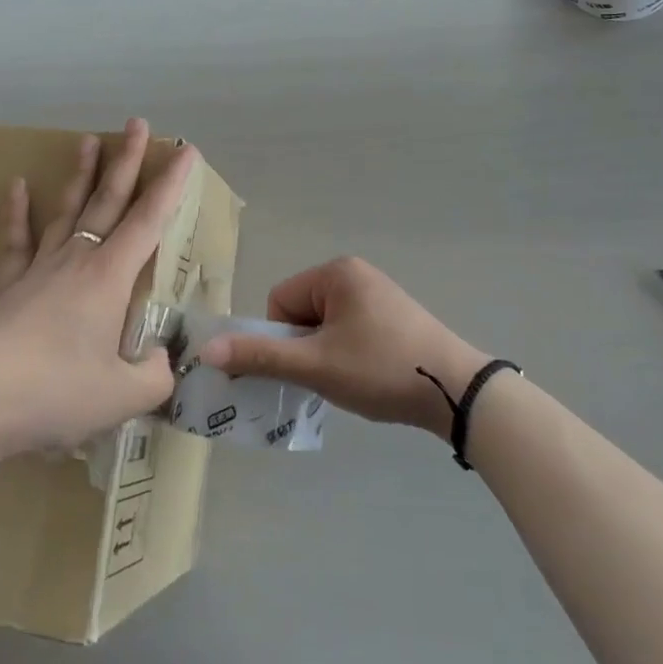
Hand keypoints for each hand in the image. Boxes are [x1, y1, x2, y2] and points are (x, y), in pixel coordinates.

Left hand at [0, 120, 192, 461]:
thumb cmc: (56, 394)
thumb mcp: (124, 395)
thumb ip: (156, 375)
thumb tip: (161, 361)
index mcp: (110, 277)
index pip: (149, 220)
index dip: (171, 185)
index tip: (186, 151)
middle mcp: (78, 260)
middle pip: (108, 200)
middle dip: (127, 161)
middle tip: (136, 124)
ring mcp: (40, 269)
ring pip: (67, 211)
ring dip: (81, 175)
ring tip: (88, 141)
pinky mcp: (9, 287)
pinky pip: (16, 241)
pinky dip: (17, 213)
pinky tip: (16, 186)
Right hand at [199, 257, 491, 440]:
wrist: (456, 390)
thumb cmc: (380, 369)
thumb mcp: (316, 365)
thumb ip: (260, 356)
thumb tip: (206, 350)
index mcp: (335, 272)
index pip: (280, 301)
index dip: (283, 339)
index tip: (307, 366)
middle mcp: (355, 273)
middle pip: (301, 312)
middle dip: (306, 348)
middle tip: (330, 376)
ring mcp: (378, 293)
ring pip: (325, 325)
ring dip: (326, 354)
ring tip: (352, 380)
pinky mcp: (394, 315)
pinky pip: (350, 329)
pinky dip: (349, 354)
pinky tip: (369, 376)